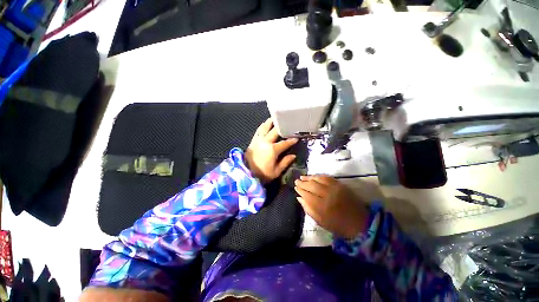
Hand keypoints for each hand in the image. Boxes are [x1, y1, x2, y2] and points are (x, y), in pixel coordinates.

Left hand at [245, 118, 297, 183]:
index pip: (285, 143)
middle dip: (282, 126)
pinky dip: (263, 125)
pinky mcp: (253, 140)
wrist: (246, 174)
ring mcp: (258, 139)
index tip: (297, 138)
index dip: (291, 140)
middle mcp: (265, 141)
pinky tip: (266, 124)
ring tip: (277, 118)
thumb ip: (285, 162)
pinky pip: (259, 130)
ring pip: (265, 127)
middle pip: (275, 130)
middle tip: (288, 122)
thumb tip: (293, 155)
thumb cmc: (262, 174)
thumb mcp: (276, 171)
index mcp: (272, 149)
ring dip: (271, 122)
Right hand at [295, 175, 368, 238]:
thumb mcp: (321, 222)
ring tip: (302, 177)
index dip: (300, 190)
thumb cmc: (338, 225)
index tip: (295, 188)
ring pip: (318, 179)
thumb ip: (309, 209)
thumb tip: (299, 198)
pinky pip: (327, 177)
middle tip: (296, 181)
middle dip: (302, 183)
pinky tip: (314, 176)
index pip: (307, 195)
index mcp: (322, 207)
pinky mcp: (340, 185)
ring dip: (309, 177)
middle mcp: (328, 195)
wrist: (360, 223)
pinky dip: (319, 176)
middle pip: (312, 186)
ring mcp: (335, 188)